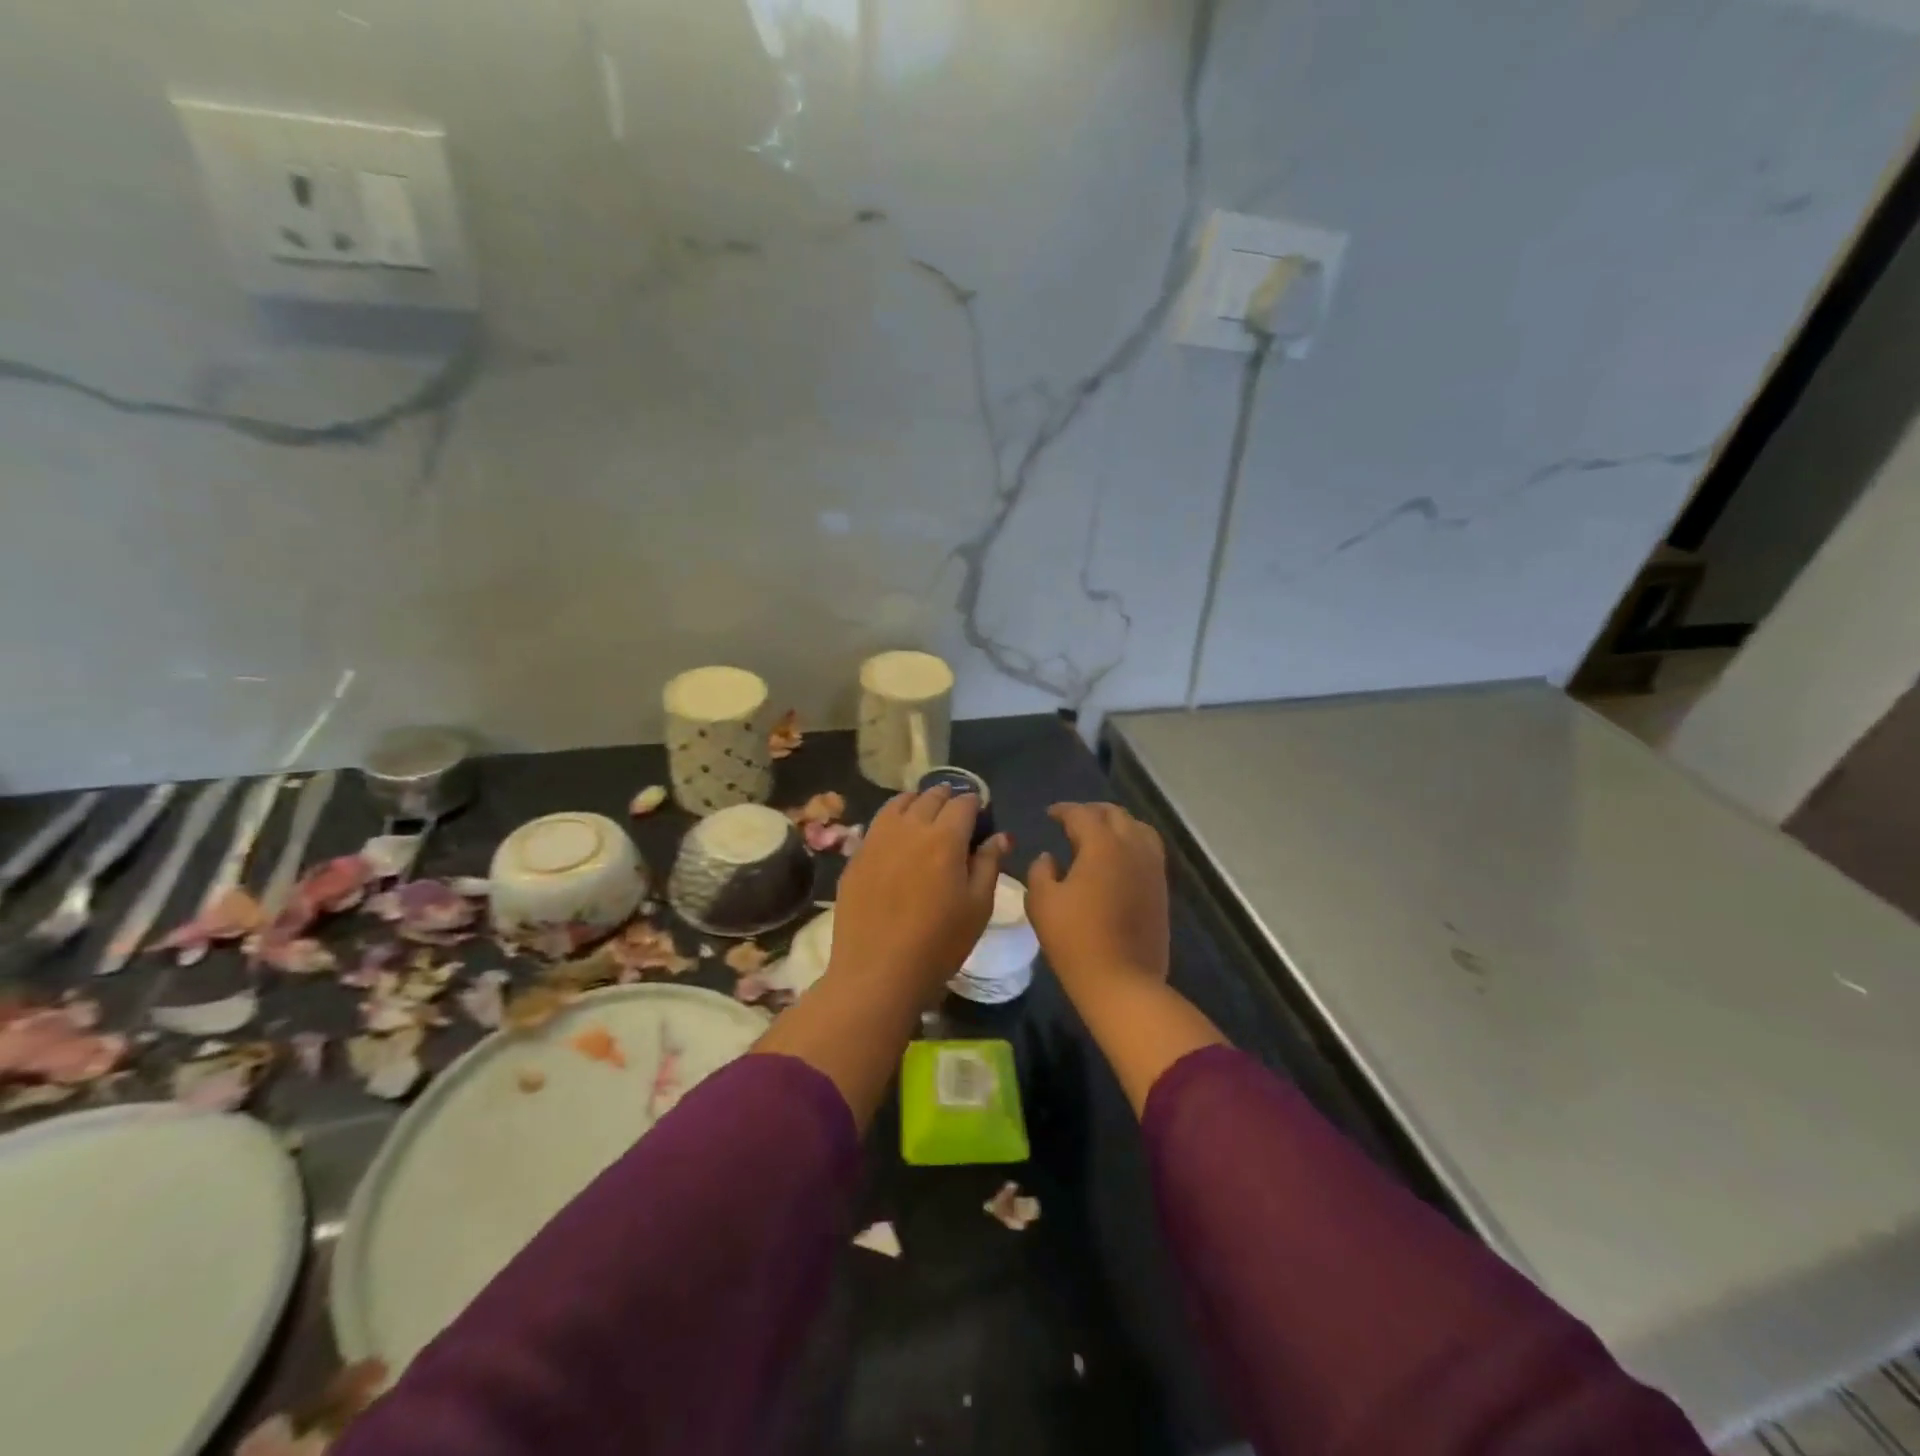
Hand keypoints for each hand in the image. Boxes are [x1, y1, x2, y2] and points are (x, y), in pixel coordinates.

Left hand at [826, 787, 1007, 1003]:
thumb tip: (1000, 836)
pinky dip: (892, 820)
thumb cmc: (938, 944)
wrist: (876, 973)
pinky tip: (897, 838)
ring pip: (899, 803)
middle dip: (947, 798)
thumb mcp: (977, 908)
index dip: (975, 805)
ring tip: (924, 816)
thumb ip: (989, 864)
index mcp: (945, 838)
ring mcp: (877, 839)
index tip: (980, 816)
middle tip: (955, 815)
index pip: (964, 803)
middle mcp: (910, 828)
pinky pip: (877, 824)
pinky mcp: (856, 856)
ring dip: (917, 802)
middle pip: (930, 796)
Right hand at [1027, 803, 1169, 1000]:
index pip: (1081, 814)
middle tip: (1072, 821)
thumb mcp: (1042, 902)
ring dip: (1117, 825)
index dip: (1063, 810)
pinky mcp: (1162, 889)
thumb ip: (1040, 871)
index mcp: (1102, 845)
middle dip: (1092, 812)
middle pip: (1115, 815)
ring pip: (1139, 829)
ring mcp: (1152, 868)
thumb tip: (1049, 857)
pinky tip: (1117, 860)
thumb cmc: (1075, 939)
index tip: (1049, 814)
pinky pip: (1149, 851)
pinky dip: (1132, 843)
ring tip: (1099, 835)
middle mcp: (1132, 847)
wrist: (1122, 981)